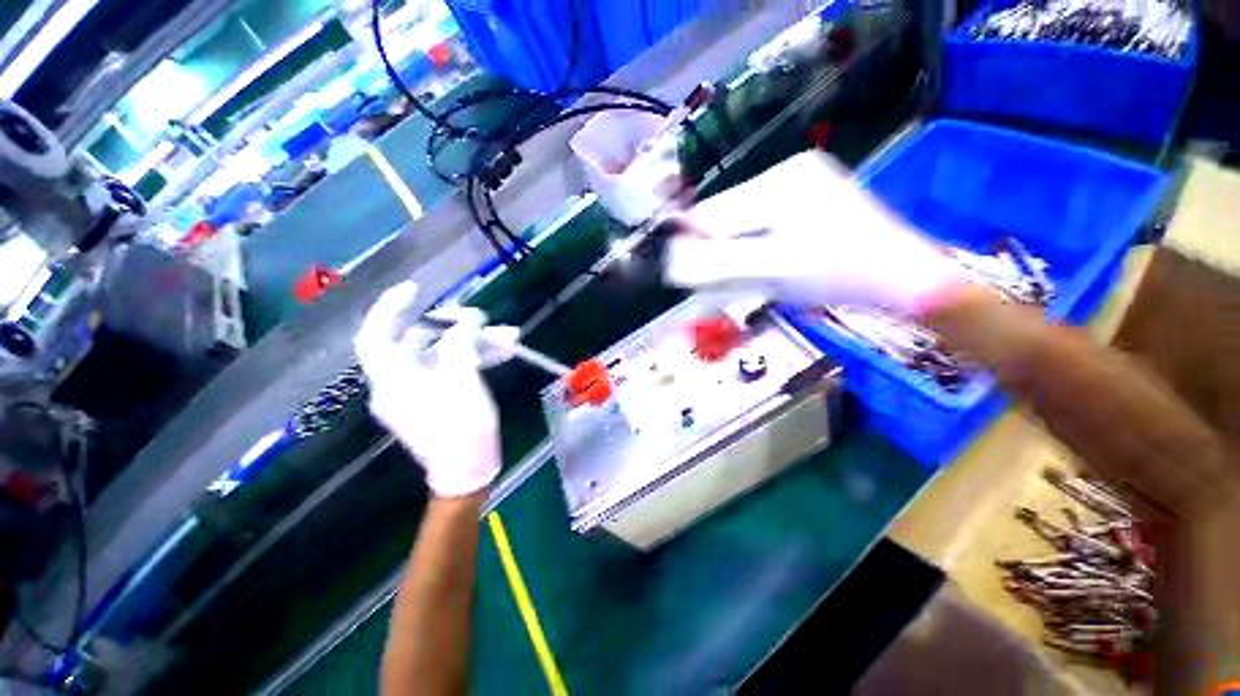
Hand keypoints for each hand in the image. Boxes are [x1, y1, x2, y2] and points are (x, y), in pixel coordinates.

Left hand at [355, 282, 515, 496]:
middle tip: (482, 317)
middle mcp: (399, 382)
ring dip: (475, 342)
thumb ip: (460, 343)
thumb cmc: (462, 428)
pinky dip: (474, 358)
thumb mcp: (463, 380)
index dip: (389, 308)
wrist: (468, 473)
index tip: (415, 289)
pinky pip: (452, 369)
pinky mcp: (436, 399)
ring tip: (510, 336)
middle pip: (418, 341)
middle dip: (454, 325)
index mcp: (394, 378)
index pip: (375, 335)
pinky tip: (504, 352)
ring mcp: (419, 391)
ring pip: (443, 354)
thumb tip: (465, 321)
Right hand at [663, 151, 966, 314]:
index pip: (713, 213)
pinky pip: (762, 230)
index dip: (695, 244)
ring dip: (736, 255)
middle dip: (720, 253)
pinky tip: (768, 269)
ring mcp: (800, 190)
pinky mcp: (807, 207)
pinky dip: (755, 253)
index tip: (690, 276)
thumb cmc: (840, 274)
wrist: (905, 280)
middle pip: (727, 218)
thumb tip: (670, 264)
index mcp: (779, 182)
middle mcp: (787, 175)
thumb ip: (717, 265)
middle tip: (728, 283)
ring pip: (743, 226)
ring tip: (752, 279)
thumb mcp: (772, 270)